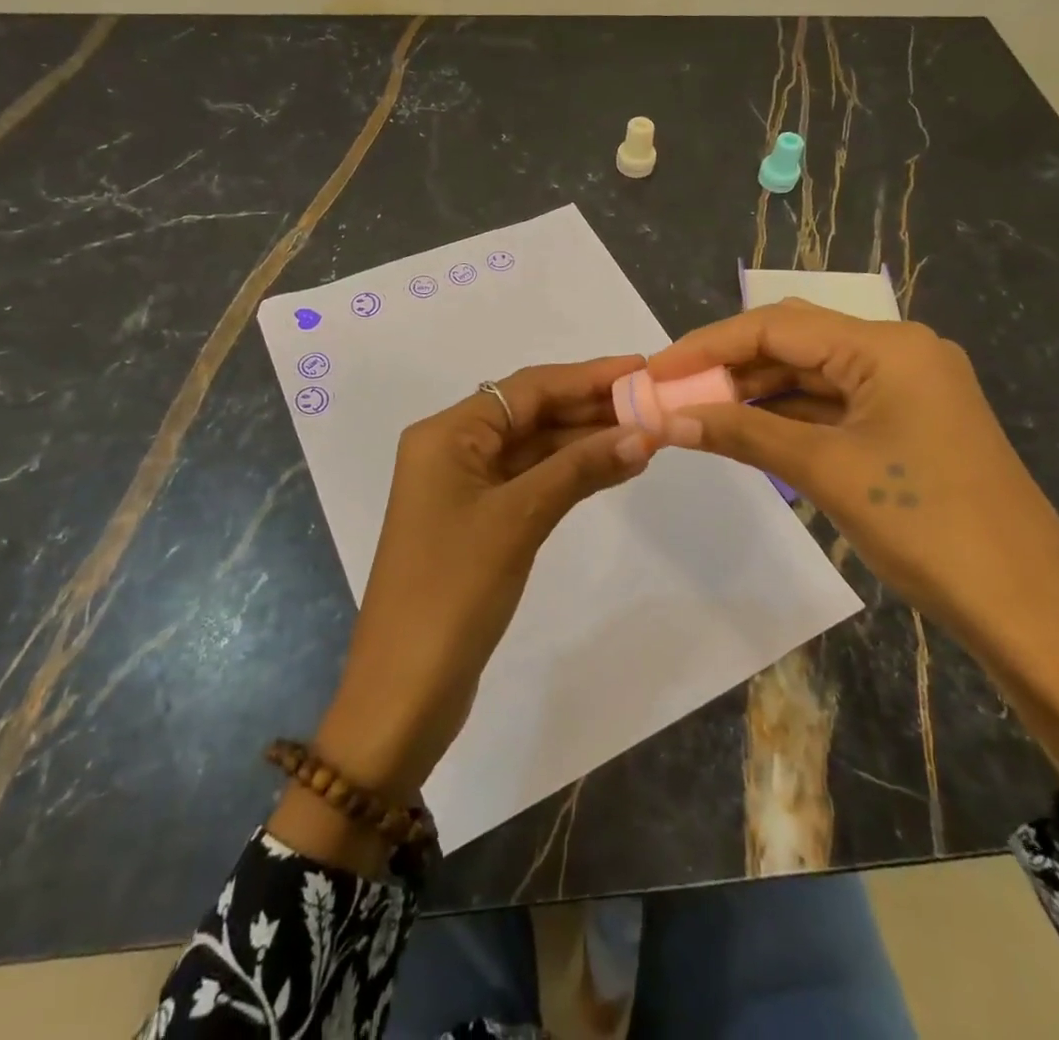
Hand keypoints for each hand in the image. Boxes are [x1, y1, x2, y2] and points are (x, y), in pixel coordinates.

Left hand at [311, 355, 654, 803]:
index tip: (641, 368)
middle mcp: (453, 450)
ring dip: (584, 441)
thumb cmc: (453, 591)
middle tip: (653, 402)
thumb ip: (579, 469)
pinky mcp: (478, 522)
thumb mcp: (519, 520)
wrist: (405, 690)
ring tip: (646, 433)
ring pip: (534, 448)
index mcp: (447, 434)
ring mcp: (465, 488)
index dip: (587, 376)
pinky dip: (569, 474)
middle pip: (530, 414)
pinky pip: (530, 481)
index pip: (527, 388)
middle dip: (590, 408)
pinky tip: (613, 467)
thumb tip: (642, 434)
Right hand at [645, 299, 1058, 637]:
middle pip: (795, 343)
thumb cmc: (925, 526)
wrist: (1026, 607)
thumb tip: (669, 419)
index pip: (776, 326)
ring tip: (697, 413)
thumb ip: (744, 433)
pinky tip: (747, 430)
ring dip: (756, 392)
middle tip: (672, 394)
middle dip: (729, 366)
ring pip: (813, 375)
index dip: (708, 345)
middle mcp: (898, 352)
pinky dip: (788, 415)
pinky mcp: (908, 422)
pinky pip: (834, 405)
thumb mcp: (825, 471)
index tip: (655, 371)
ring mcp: (907, 388)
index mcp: (886, 346)